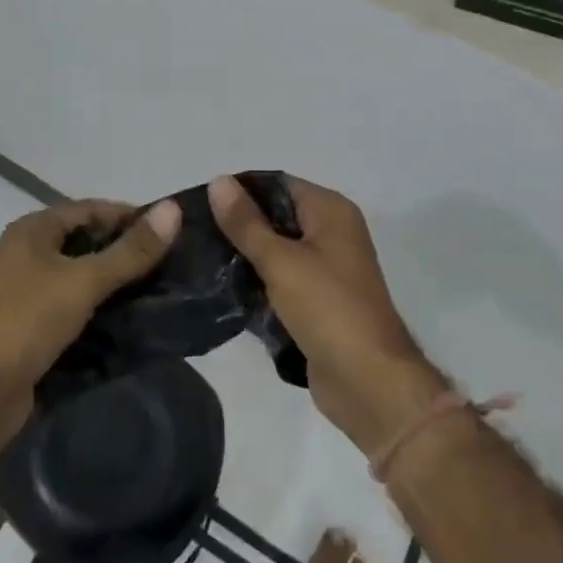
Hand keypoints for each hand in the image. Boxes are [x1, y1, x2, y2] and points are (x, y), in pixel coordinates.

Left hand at [0, 197, 181, 431]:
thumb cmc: (26, 322)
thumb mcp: (83, 281)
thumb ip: (130, 251)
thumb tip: (174, 210)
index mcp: (33, 231)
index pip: (90, 209)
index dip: (130, 216)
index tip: (171, 231)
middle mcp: (28, 255)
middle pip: (87, 242)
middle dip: (127, 251)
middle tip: (173, 264)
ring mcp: (29, 293)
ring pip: (83, 278)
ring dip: (117, 284)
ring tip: (163, 292)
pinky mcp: (34, 328)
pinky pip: (76, 309)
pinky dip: (102, 311)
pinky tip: (134, 322)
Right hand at [209, 175, 445, 455]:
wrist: (368, 382)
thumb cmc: (328, 309)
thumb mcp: (281, 261)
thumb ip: (246, 223)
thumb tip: (218, 181)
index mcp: (331, 211)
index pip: (278, 184)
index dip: (240, 190)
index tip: (200, 202)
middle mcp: (332, 233)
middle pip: (276, 217)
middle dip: (238, 224)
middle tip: (194, 232)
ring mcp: (326, 269)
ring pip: (276, 251)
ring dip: (244, 256)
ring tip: (200, 259)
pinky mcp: (317, 302)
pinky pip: (280, 281)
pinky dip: (257, 283)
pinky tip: (222, 289)